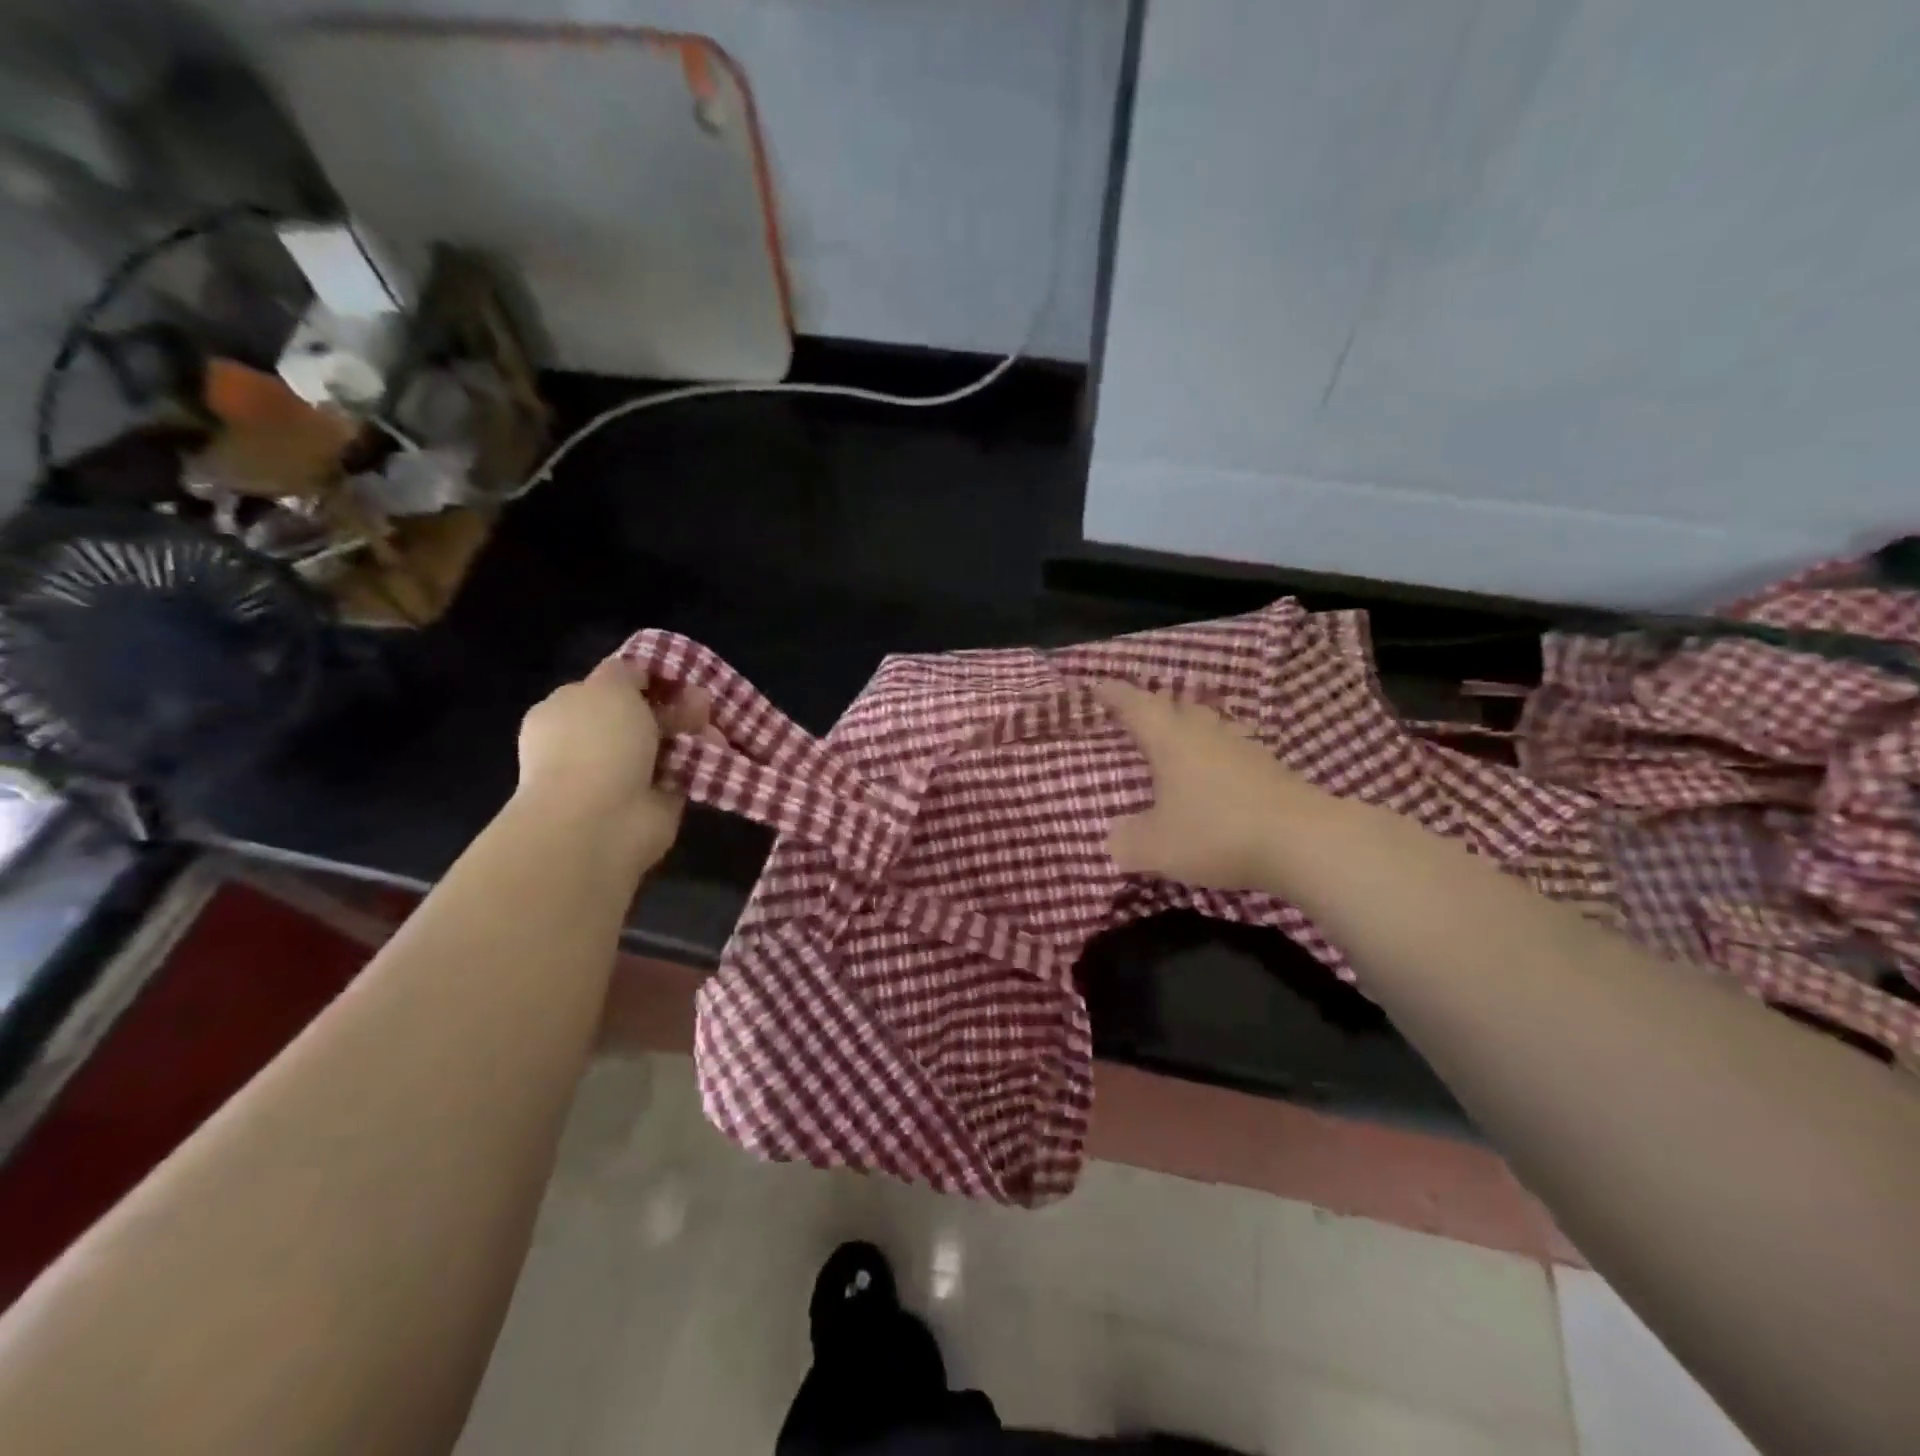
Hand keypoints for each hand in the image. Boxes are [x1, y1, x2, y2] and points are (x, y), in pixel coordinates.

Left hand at [515, 657, 710, 864]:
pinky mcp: (652, 801)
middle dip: (675, 705)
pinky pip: (681, 772)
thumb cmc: (596, 743)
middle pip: (641, 715)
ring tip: (714, 726)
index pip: (608, 688)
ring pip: (665, 743)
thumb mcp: (609, 686)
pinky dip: (700, 761)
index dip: (644, 678)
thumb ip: (627, 671)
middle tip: (702, 701)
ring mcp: (620, 775)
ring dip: (692, 731)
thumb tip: (641, 673)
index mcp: (566, 712)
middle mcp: (590, 743)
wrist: (599, 820)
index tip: (676, 676)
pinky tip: (716, 751)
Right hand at [1095, 680, 1310, 892]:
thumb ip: (1128, 841)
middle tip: (1138, 713)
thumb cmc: (1216, 833)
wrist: (1304, 841)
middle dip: (1155, 708)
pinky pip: (1231, 752)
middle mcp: (1205, 734)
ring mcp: (1243, 748)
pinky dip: (1215, 757)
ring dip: (1189, 729)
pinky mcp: (1270, 769)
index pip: (1136, 707)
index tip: (1099, 686)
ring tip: (1176, 742)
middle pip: (1177, 708)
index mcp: (1170, 741)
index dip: (1115, 695)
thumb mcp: (1156, 847)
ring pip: (1208, 726)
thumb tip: (1116, 836)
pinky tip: (1214, 776)